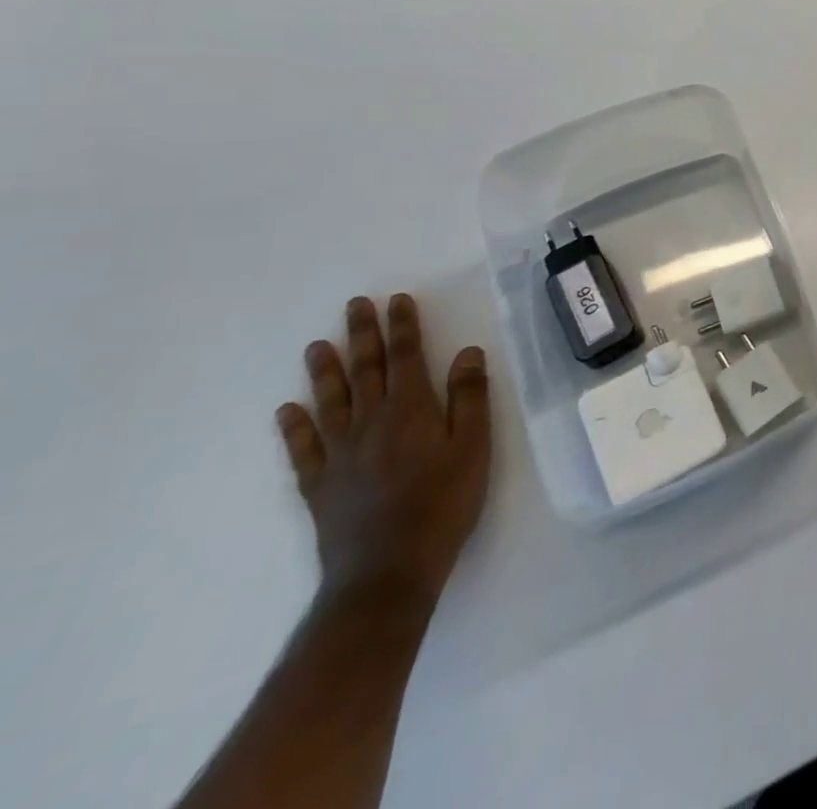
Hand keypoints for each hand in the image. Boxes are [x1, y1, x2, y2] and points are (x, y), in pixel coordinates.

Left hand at [276, 295, 491, 605]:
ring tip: (317, 346)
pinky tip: (288, 410)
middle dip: (362, 336)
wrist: (387, 571)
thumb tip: (467, 352)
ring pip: (330, 402)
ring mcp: (339, 455)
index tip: (397, 300)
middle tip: (354, 306)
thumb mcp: (474, 446)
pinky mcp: (320, 485)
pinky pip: (303, 449)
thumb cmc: (444, 503)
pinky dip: (294, 427)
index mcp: (411, 411)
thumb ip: (469, 397)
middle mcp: (370, 424)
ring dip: (325, 372)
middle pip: (366, 371)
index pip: (406, 357)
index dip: (403, 327)